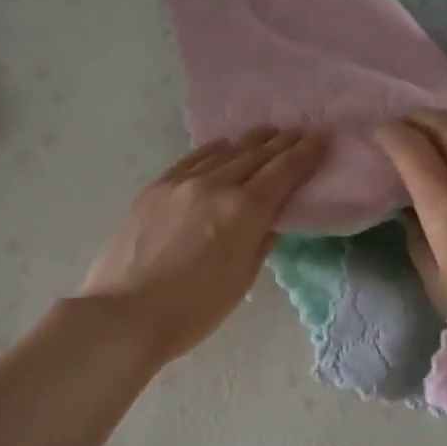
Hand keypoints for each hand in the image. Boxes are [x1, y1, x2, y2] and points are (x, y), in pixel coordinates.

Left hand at [79, 127, 324, 364]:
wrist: (125, 313)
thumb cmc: (193, 310)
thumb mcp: (241, 280)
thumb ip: (260, 242)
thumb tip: (267, 220)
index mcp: (243, 211)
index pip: (283, 173)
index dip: (305, 155)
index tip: (321, 139)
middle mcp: (214, 185)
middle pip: (255, 155)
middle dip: (281, 143)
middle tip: (300, 132)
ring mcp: (181, 183)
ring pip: (223, 152)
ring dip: (250, 142)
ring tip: (267, 133)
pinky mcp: (155, 188)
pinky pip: (191, 159)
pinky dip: (213, 150)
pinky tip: (222, 145)